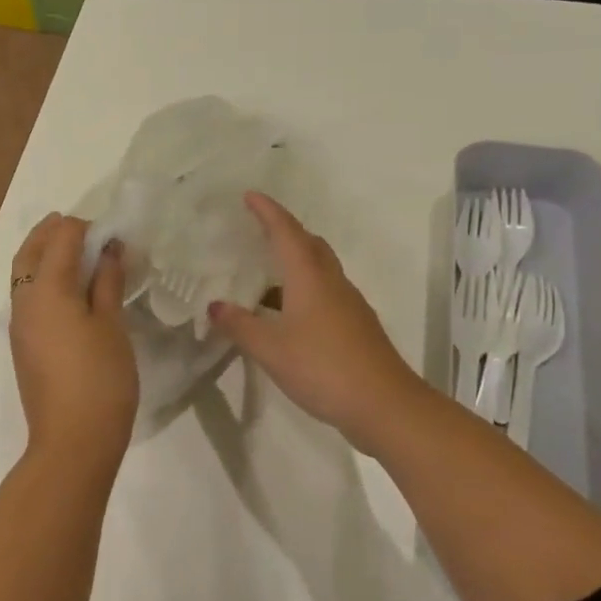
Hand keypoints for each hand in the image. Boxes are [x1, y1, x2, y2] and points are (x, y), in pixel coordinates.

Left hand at [9, 213, 138, 471]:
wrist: (73, 441)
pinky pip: (27, 297)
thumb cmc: (100, 379)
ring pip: (24, 275)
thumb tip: (109, 250)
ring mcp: (20, 326)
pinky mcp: (24, 346)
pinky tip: (68, 289)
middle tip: (77, 224)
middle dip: (50, 232)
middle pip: (30, 252)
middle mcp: (24, 301)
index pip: (61, 239)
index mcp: (47, 290)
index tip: (110, 231)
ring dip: (44, 255)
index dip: (84, 227)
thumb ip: (107, 282)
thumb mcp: (112, 325)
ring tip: (74, 251)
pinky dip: (43, 279)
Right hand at [208, 193, 431, 455]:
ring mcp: (349, 305)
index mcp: (310, 278)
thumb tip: (215, 305)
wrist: (384, 404)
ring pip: (320, 270)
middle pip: (310, 245)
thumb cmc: (323, 368)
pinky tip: (287, 314)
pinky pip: (325, 293)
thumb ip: (241, 326)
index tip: (250, 195)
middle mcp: (332, 283)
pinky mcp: (356, 326)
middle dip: (285, 232)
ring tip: (265, 275)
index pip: (286, 233)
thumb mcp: (271, 350)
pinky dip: (303, 290)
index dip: (267, 212)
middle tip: (258, 231)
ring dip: (295, 263)